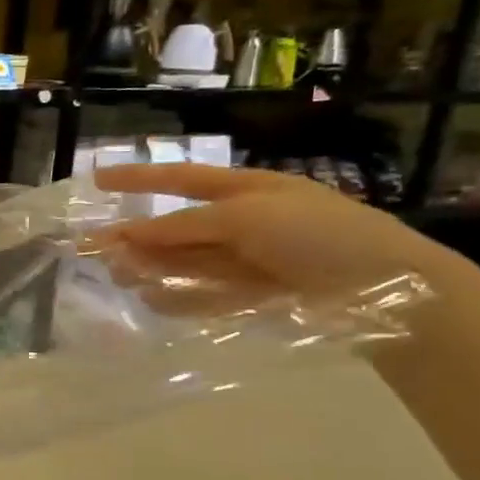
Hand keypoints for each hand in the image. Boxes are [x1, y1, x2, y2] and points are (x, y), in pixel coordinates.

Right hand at [91, 164, 479, 309]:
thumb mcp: (247, 216)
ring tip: (119, 278)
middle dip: (138, 237)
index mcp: (246, 190)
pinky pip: (206, 295)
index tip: (97, 180)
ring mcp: (249, 261)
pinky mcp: (255, 296)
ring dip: (151, 269)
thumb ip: (185, 226)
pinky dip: (179, 298)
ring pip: (187, 263)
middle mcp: (244, 223)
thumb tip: (130, 234)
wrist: (384, 286)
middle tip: (95, 251)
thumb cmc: (316, 234)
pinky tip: (153, 301)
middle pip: (178, 228)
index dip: (139, 178)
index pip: (181, 179)